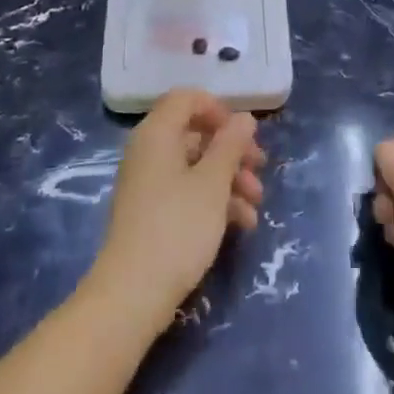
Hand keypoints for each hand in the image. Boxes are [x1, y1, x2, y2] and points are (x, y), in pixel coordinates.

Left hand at [86, 89, 264, 333]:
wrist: (133, 294)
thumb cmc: (177, 227)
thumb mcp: (213, 183)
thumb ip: (231, 145)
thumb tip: (244, 118)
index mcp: (157, 134)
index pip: (186, 99)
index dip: (217, 109)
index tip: (244, 133)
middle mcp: (149, 152)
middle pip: (195, 134)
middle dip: (232, 151)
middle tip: (260, 169)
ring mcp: (149, 184)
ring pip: (196, 167)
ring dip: (230, 180)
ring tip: (256, 206)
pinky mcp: (153, 214)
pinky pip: (187, 193)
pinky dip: (215, 201)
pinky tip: (242, 224)